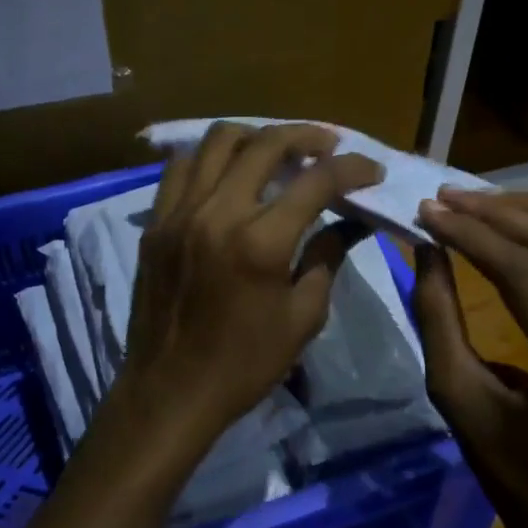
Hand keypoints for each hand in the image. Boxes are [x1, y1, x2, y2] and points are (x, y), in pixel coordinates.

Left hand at [112, 122, 383, 457]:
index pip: (316, 181)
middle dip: (306, 135)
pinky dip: (210, 157)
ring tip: (277, 149)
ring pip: (217, 140)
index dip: (352, 168)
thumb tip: (353, 220)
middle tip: (328, 145)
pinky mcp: (156, 222)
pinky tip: (228, 171)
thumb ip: (328, 257)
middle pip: (265, 144)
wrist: (170, 391)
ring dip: (256, 136)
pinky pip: (181, 167)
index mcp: (261, 242)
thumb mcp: (302, 317)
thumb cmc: (245, 364)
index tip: (371, 169)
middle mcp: (218, 213)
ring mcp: (179, 212)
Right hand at [413, 189, 527, 527]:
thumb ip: (437, 315)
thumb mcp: (454, 394)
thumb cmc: (506, 466)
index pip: (526, 276)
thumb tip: (427, 245)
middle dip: (500, 213)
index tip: (430, 211)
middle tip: (448, 196)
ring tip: (479, 200)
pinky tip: (521, 222)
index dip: (473, 234)